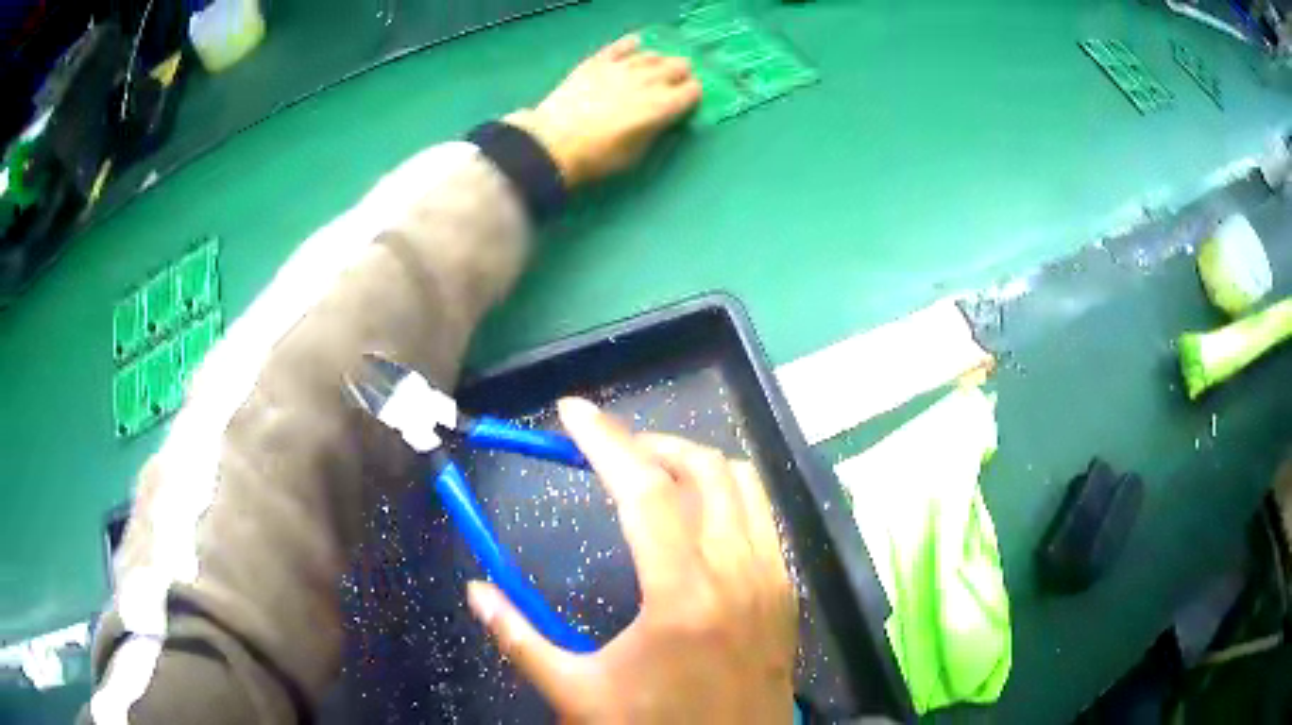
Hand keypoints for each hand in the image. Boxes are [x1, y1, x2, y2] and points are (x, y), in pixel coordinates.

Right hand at [466, 397, 797, 723]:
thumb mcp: (577, 693)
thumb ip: (519, 638)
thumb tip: (476, 592)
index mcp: (682, 596)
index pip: (643, 489)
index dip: (603, 440)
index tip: (570, 411)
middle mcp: (737, 573)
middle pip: (701, 469)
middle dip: (648, 444)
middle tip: (605, 453)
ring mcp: (771, 580)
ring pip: (742, 483)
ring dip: (692, 464)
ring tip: (649, 475)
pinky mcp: (787, 593)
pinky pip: (762, 517)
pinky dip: (727, 495)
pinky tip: (695, 518)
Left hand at [506, 35, 702, 187]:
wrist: (552, 143)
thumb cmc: (598, 158)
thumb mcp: (637, 154)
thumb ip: (657, 130)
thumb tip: (665, 118)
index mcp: (663, 107)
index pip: (694, 90)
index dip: (691, 97)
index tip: (683, 105)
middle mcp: (649, 80)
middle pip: (679, 66)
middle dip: (680, 76)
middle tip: (670, 88)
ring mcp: (623, 67)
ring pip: (654, 54)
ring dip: (658, 63)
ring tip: (650, 73)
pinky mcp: (598, 61)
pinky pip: (623, 45)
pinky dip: (632, 45)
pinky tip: (634, 48)